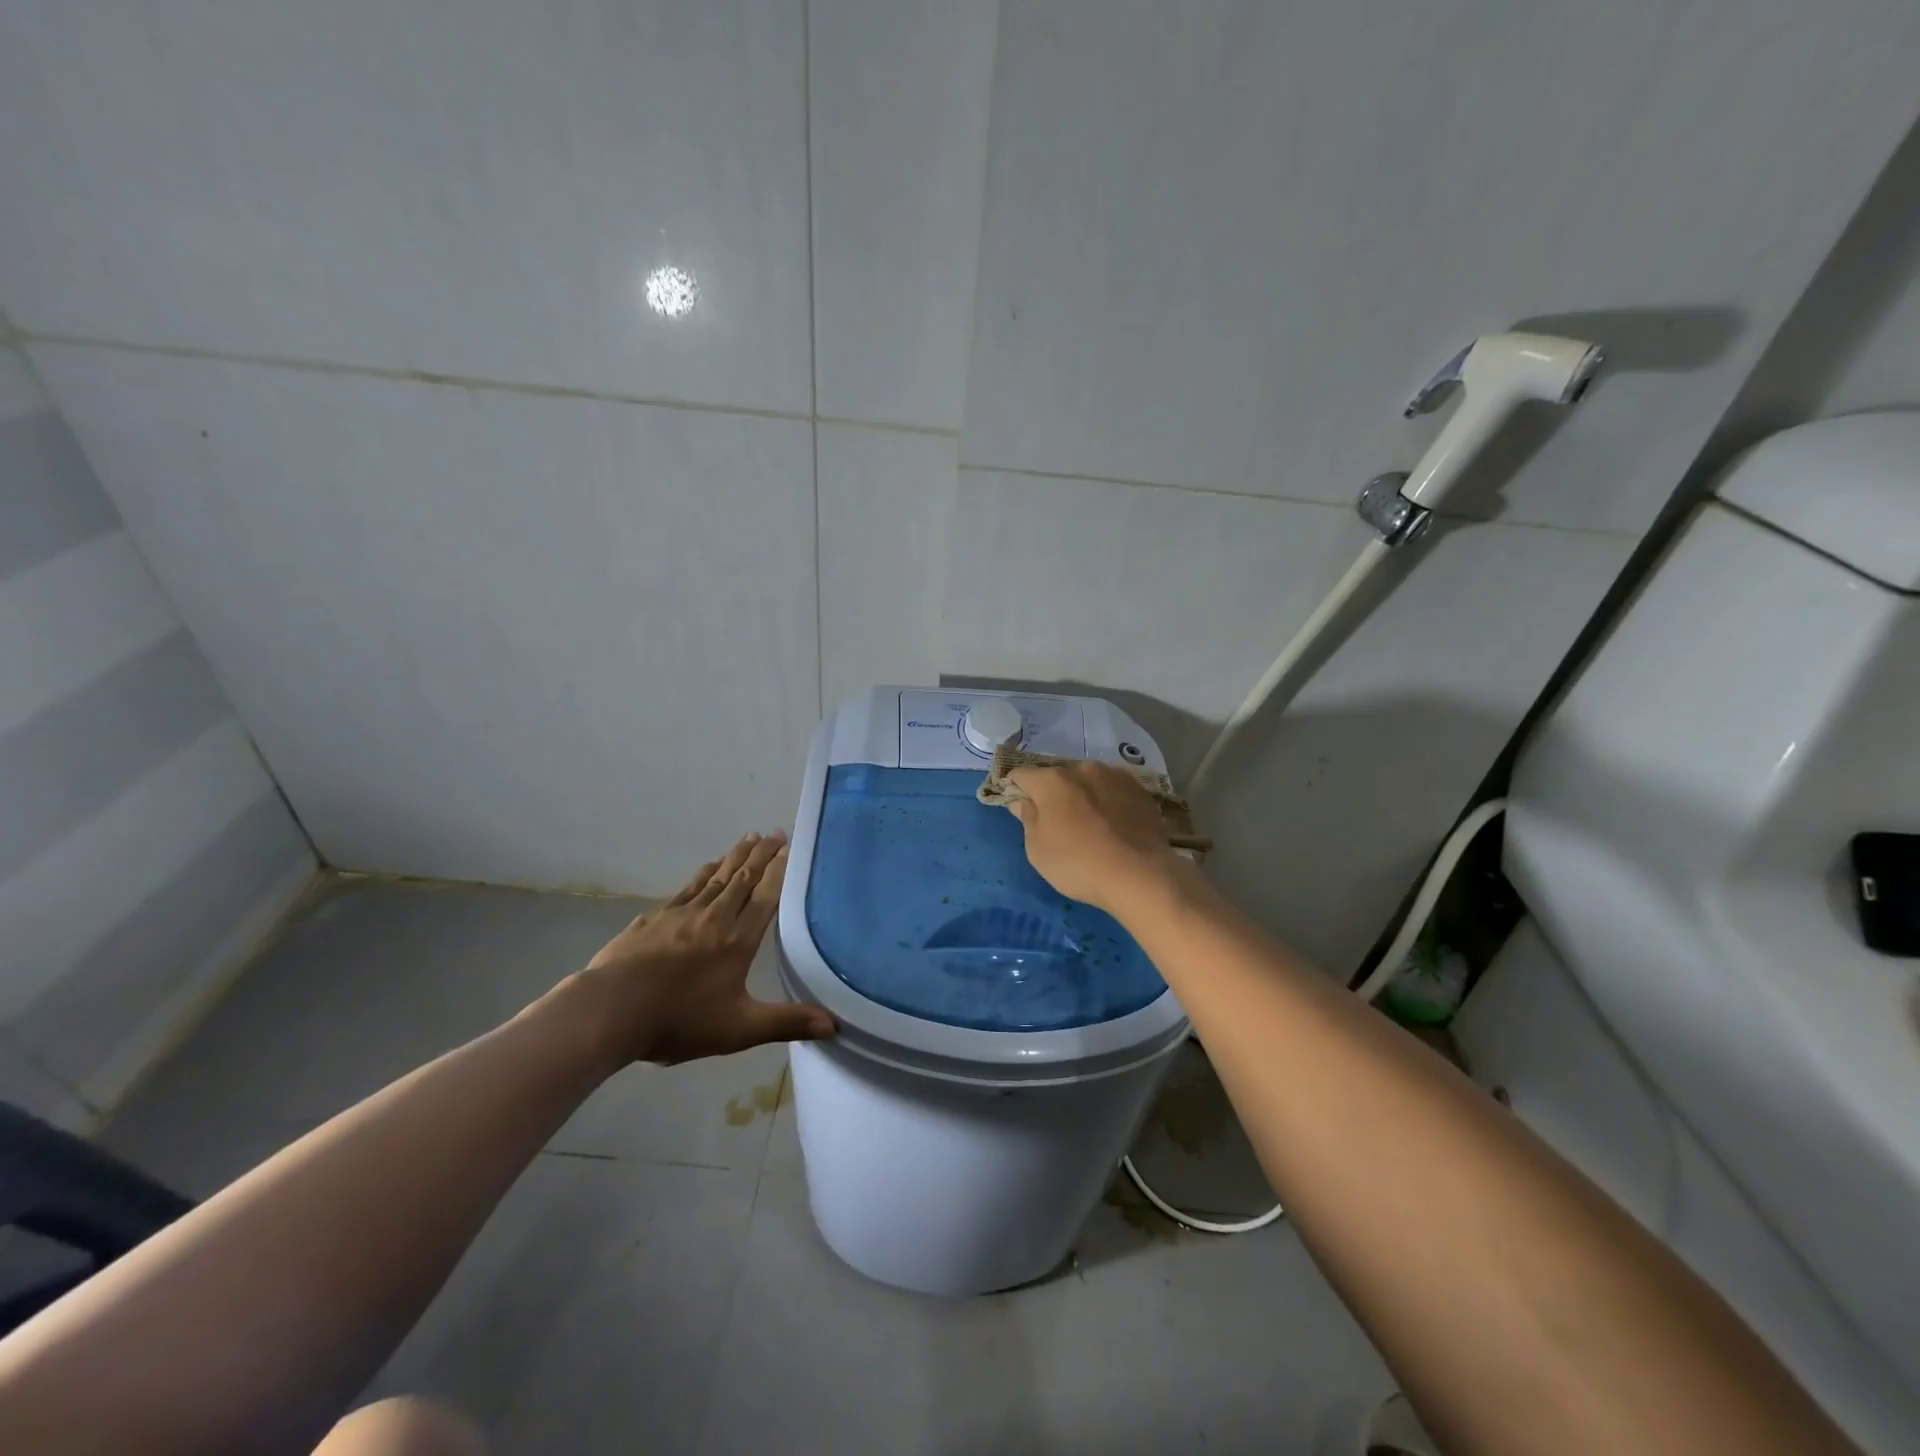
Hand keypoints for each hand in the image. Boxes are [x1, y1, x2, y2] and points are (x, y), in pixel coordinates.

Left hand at [572, 831, 834, 1065]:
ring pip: (716, 878)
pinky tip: (707, 867)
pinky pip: (687, 888)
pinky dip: (703, 873)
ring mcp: (681, 914)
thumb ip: (786, 1022)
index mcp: (738, 940)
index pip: (765, 897)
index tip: (790, 848)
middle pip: (742, 879)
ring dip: (735, 857)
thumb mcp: (739, 1028)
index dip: (779, 872)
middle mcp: (714, 918)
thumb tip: (834, 1025)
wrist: (610, 1010)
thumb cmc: (679, 1019)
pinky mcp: (654, 919)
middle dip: (761, 855)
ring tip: (748, 839)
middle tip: (774, 832)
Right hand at [1003, 762, 1179, 913]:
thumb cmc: (1078, 863)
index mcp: (1052, 780)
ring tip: (1089, 824)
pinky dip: (1108, 802)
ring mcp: (1116, 777)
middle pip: (1058, 776)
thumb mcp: (1037, 849)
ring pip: (1089, 781)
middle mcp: (1084, 769)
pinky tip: (1113, 826)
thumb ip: (1027, 818)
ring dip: (1083, 795)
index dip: (1014, 788)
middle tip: (1056, 821)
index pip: (1021, 774)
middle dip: (1052, 793)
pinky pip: (1113, 791)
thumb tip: (1023, 801)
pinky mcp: (1141, 791)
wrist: (1139, 875)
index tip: (1016, 805)